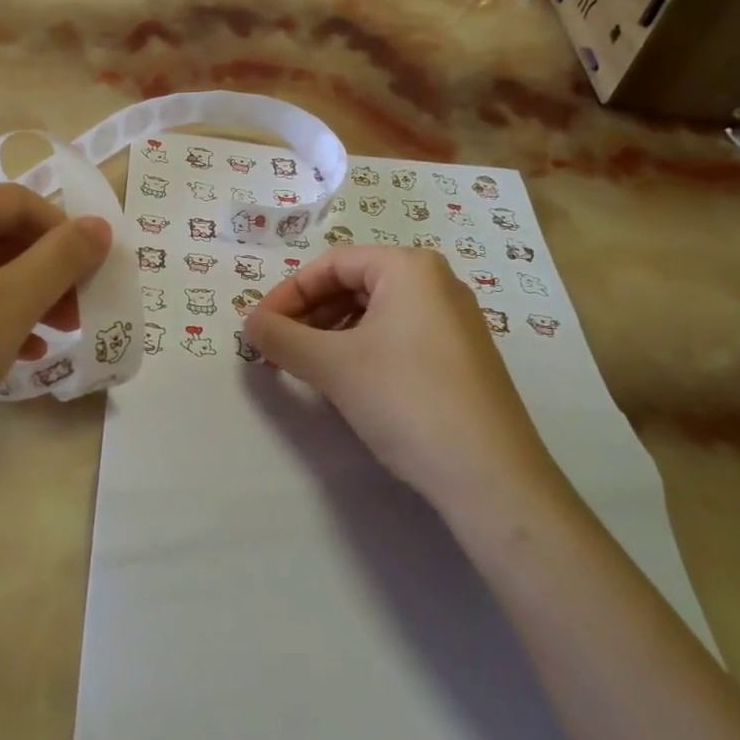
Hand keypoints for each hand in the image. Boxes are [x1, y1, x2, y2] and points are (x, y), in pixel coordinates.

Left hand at [0, 184, 110, 506]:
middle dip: (40, 273)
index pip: (14, 202)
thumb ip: (61, 260)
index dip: (66, 234)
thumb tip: (100, 226)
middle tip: (76, 316)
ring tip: (46, 342)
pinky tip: (2, 358)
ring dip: (13, 300)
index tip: (96, 277)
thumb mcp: (8, 308)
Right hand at [245, 247, 559, 515]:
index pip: (331, 264)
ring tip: (306, 367)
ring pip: (376, 313)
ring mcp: (455, 321)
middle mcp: (437, 283)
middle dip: (308, 315)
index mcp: (410, 268)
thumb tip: (250, 324)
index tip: (258, 328)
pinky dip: (362, 350)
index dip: (287, 293)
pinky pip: (399, 337)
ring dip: (331, 334)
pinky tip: (347, 382)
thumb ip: (282, 338)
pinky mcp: (462, 358)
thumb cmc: (405, 399)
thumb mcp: (332, 365)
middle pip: (354, 284)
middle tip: (277, 349)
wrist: (489, 475)